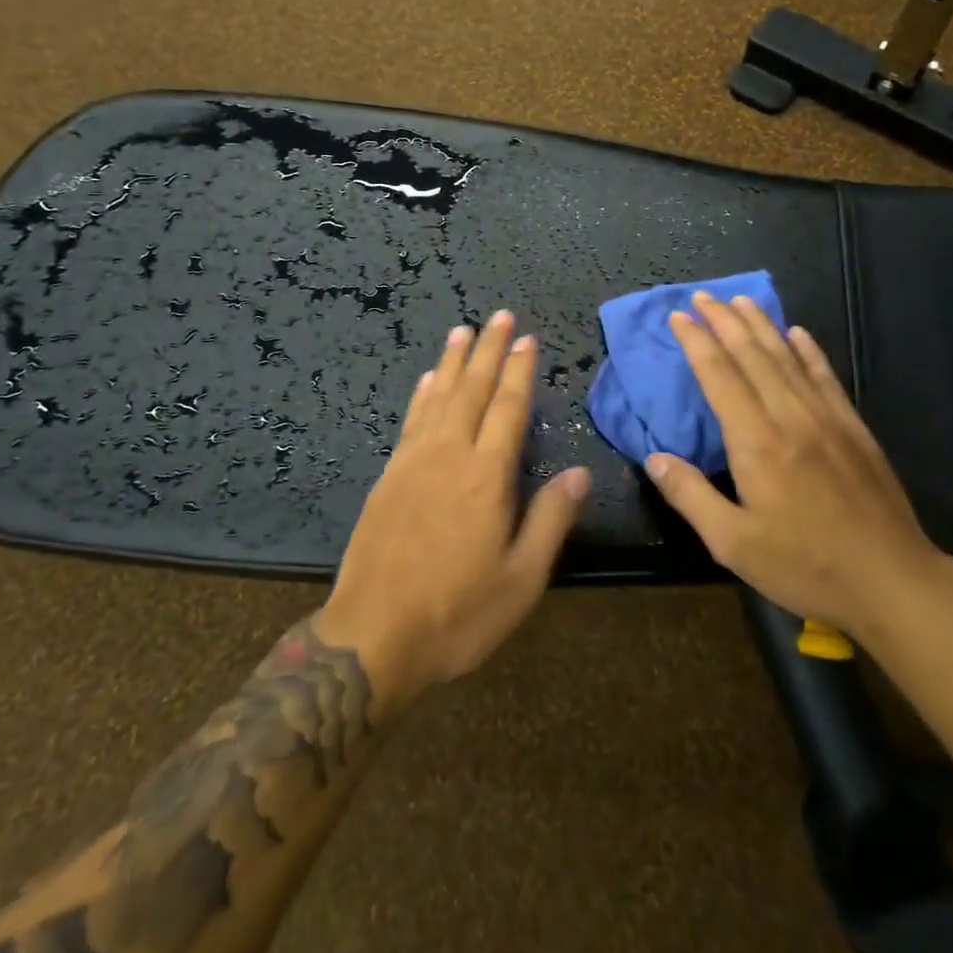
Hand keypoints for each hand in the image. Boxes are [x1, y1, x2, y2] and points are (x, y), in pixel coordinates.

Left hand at [318, 311, 591, 717]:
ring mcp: (413, 462)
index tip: (528, 339)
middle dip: (489, 350)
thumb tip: (579, 472)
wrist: (373, 636)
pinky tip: (428, 379)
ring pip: (439, 397)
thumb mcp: (521, 580)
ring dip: (454, 361)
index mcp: (487, 477)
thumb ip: (550, 521)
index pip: (509, 408)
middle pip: (473, 390)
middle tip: (499, 316)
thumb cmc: (458, 614)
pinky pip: (410, 419)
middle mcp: (450, 455)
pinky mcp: (389, 475)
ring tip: (463, 330)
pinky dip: (422, 393)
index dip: (520, 371)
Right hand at [644, 292, 945, 639]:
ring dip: (761, 325)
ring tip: (740, 300)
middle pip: (752, 355)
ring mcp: (827, 419)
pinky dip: (808, 350)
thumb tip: (654, 458)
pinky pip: (825, 377)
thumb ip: (690, 496)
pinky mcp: (854, 429)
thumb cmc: (806, 566)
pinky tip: (798, 333)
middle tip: (703, 296)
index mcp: (757, 442)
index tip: (679, 316)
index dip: (697, 343)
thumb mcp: (733, 544)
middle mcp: (791, 417)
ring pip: (787, 357)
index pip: (720, 376)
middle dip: (724, 321)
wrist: (894, 582)